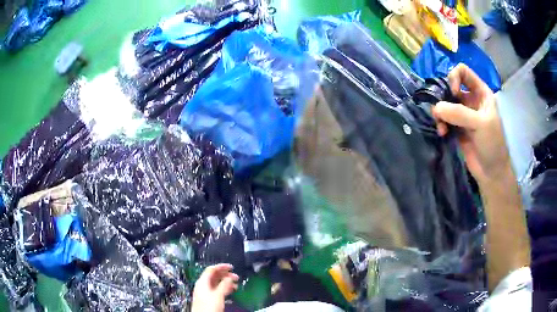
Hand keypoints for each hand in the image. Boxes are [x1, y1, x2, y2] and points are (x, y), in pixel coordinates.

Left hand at [191, 264, 238, 311]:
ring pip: (216, 283)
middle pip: (214, 276)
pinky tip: (231, 291)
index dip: (221, 267)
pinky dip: (224, 288)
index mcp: (202, 282)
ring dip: (226, 282)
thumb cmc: (209, 306)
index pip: (211, 269)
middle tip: (236, 276)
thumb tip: (230, 277)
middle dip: (225, 275)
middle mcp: (203, 285)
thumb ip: (224, 285)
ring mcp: (205, 292)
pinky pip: (217, 290)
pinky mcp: (208, 298)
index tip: (231, 267)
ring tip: (236, 285)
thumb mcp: (218, 294)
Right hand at [432, 64, 511, 186]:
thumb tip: (436, 108)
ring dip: (440, 113)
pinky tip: (442, 133)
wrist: (491, 172)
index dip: (454, 77)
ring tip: (441, 127)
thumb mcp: (480, 124)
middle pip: (451, 86)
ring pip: (445, 103)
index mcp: (480, 92)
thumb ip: (459, 113)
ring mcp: (463, 114)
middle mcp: (471, 99)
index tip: (452, 93)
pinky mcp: (456, 127)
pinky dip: (440, 124)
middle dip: (443, 97)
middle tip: (440, 111)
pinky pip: (443, 118)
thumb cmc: (492, 144)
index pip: (463, 71)